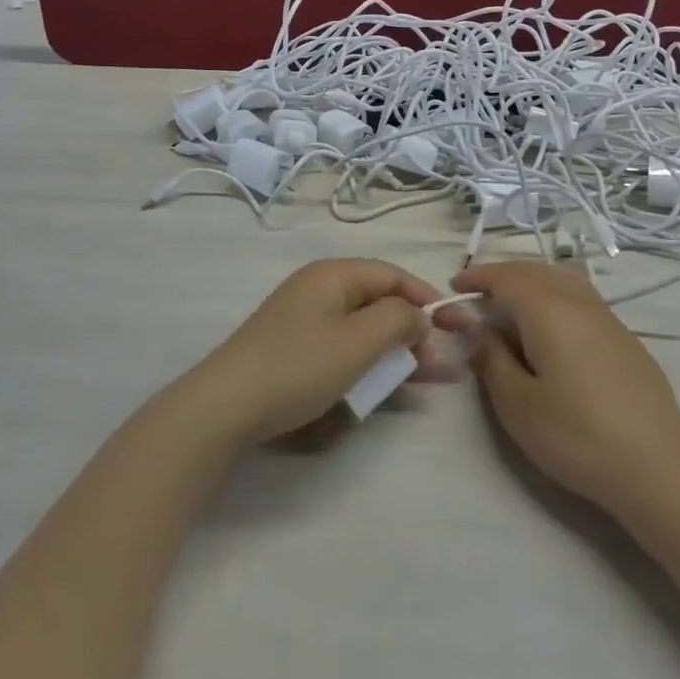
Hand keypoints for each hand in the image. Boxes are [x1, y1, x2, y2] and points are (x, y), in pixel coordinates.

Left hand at [180, 259, 439, 444]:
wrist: (226, 404)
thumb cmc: (299, 366)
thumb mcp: (358, 341)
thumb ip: (398, 320)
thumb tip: (419, 315)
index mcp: (333, 274)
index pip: (392, 274)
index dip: (425, 297)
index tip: (453, 326)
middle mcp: (318, 287)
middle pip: (377, 298)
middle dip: (410, 327)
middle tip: (435, 363)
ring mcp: (302, 316)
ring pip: (361, 324)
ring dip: (391, 347)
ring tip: (416, 376)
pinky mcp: (292, 344)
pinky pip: (341, 343)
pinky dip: (365, 358)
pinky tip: (378, 382)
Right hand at [449, 261, 679, 517]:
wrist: (657, 469)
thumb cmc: (576, 436)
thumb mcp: (517, 403)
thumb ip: (490, 357)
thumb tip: (473, 326)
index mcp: (549, 311)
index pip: (506, 277)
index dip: (478, 276)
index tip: (454, 285)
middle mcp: (580, 303)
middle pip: (536, 271)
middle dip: (503, 275)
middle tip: (478, 294)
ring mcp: (610, 320)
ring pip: (564, 281)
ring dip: (532, 283)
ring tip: (512, 305)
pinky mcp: (627, 340)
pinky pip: (583, 300)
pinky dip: (556, 298)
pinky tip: (552, 330)